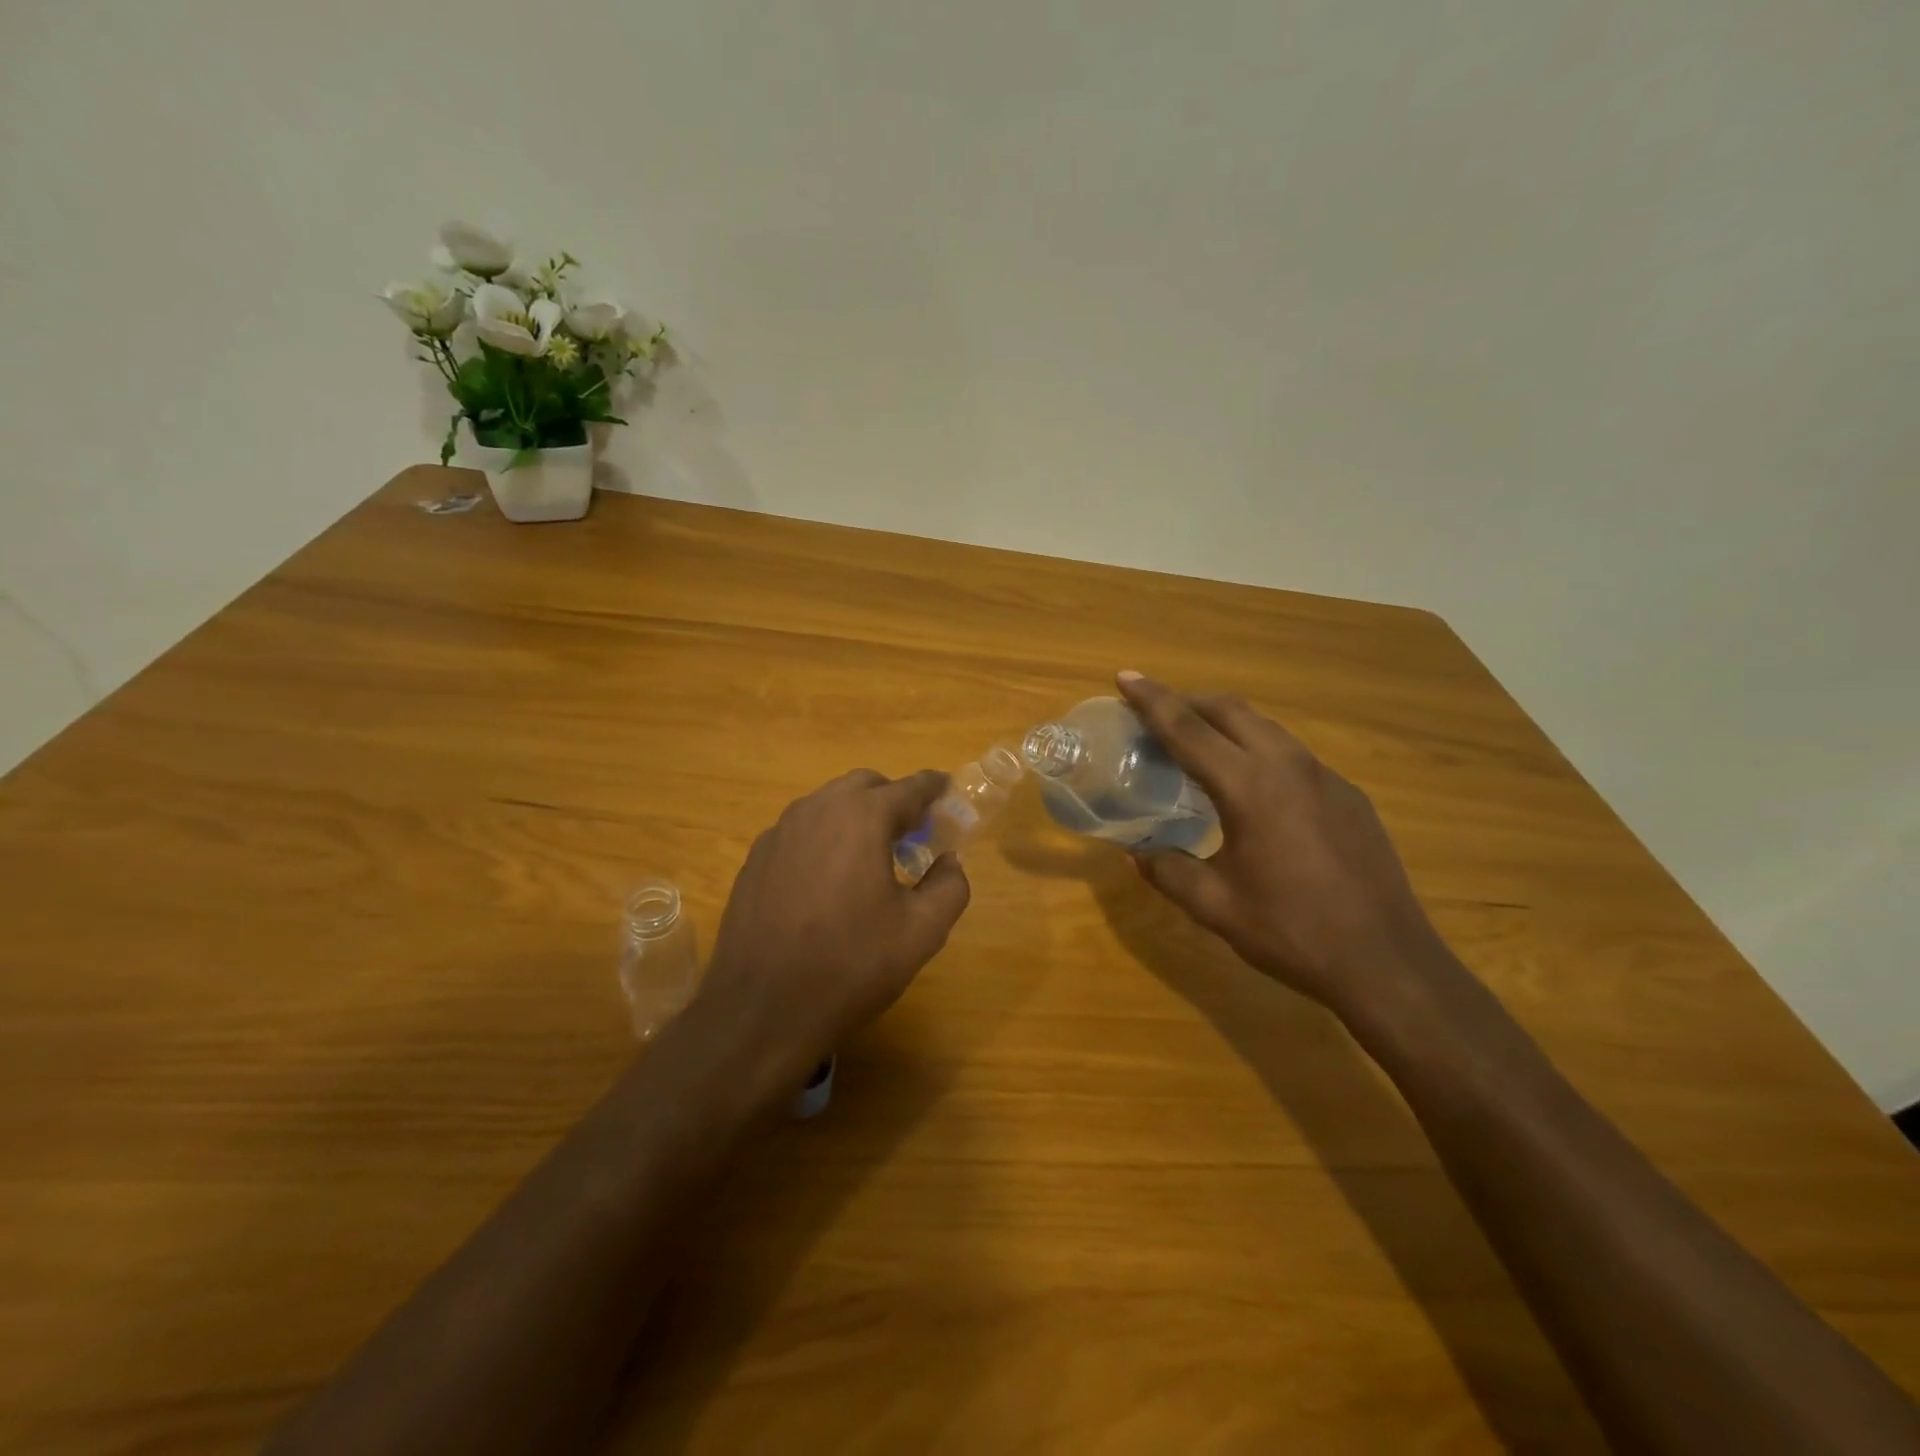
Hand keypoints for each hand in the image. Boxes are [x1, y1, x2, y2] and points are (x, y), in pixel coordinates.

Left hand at [694, 769, 971, 1092]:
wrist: (762, 1009)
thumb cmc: (851, 964)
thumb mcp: (922, 932)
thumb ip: (949, 886)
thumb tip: (949, 862)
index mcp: (861, 817)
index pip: (909, 787)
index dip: (934, 788)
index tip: (948, 792)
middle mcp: (817, 810)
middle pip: (864, 785)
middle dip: (893, 798)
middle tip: (913, 831)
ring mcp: (779, 833)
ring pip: (828, 805)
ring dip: (856, 816)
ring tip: (872, 856)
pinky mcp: (755, 859)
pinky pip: (800, 831)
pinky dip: (825, 838)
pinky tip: (829, 880)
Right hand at [1116, 671, 1454, 1018]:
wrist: (1388, 963)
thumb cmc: (1292, 932)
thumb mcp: (1215, 906)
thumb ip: (1168, 871)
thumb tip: (1136, 853)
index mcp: (1249, 787)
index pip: (1188, 729)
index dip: (1152, 701)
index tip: (1126, 677)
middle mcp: (1288, 766)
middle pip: (1230, 710)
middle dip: (1188, 700)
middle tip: (1154, 711)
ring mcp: (1326, 777)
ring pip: (1265, 727)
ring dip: (1224, 722)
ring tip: (1196, 743)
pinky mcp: (1349, 796)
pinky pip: (1291, 754)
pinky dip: (1256, 749)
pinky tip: (1250, 787)